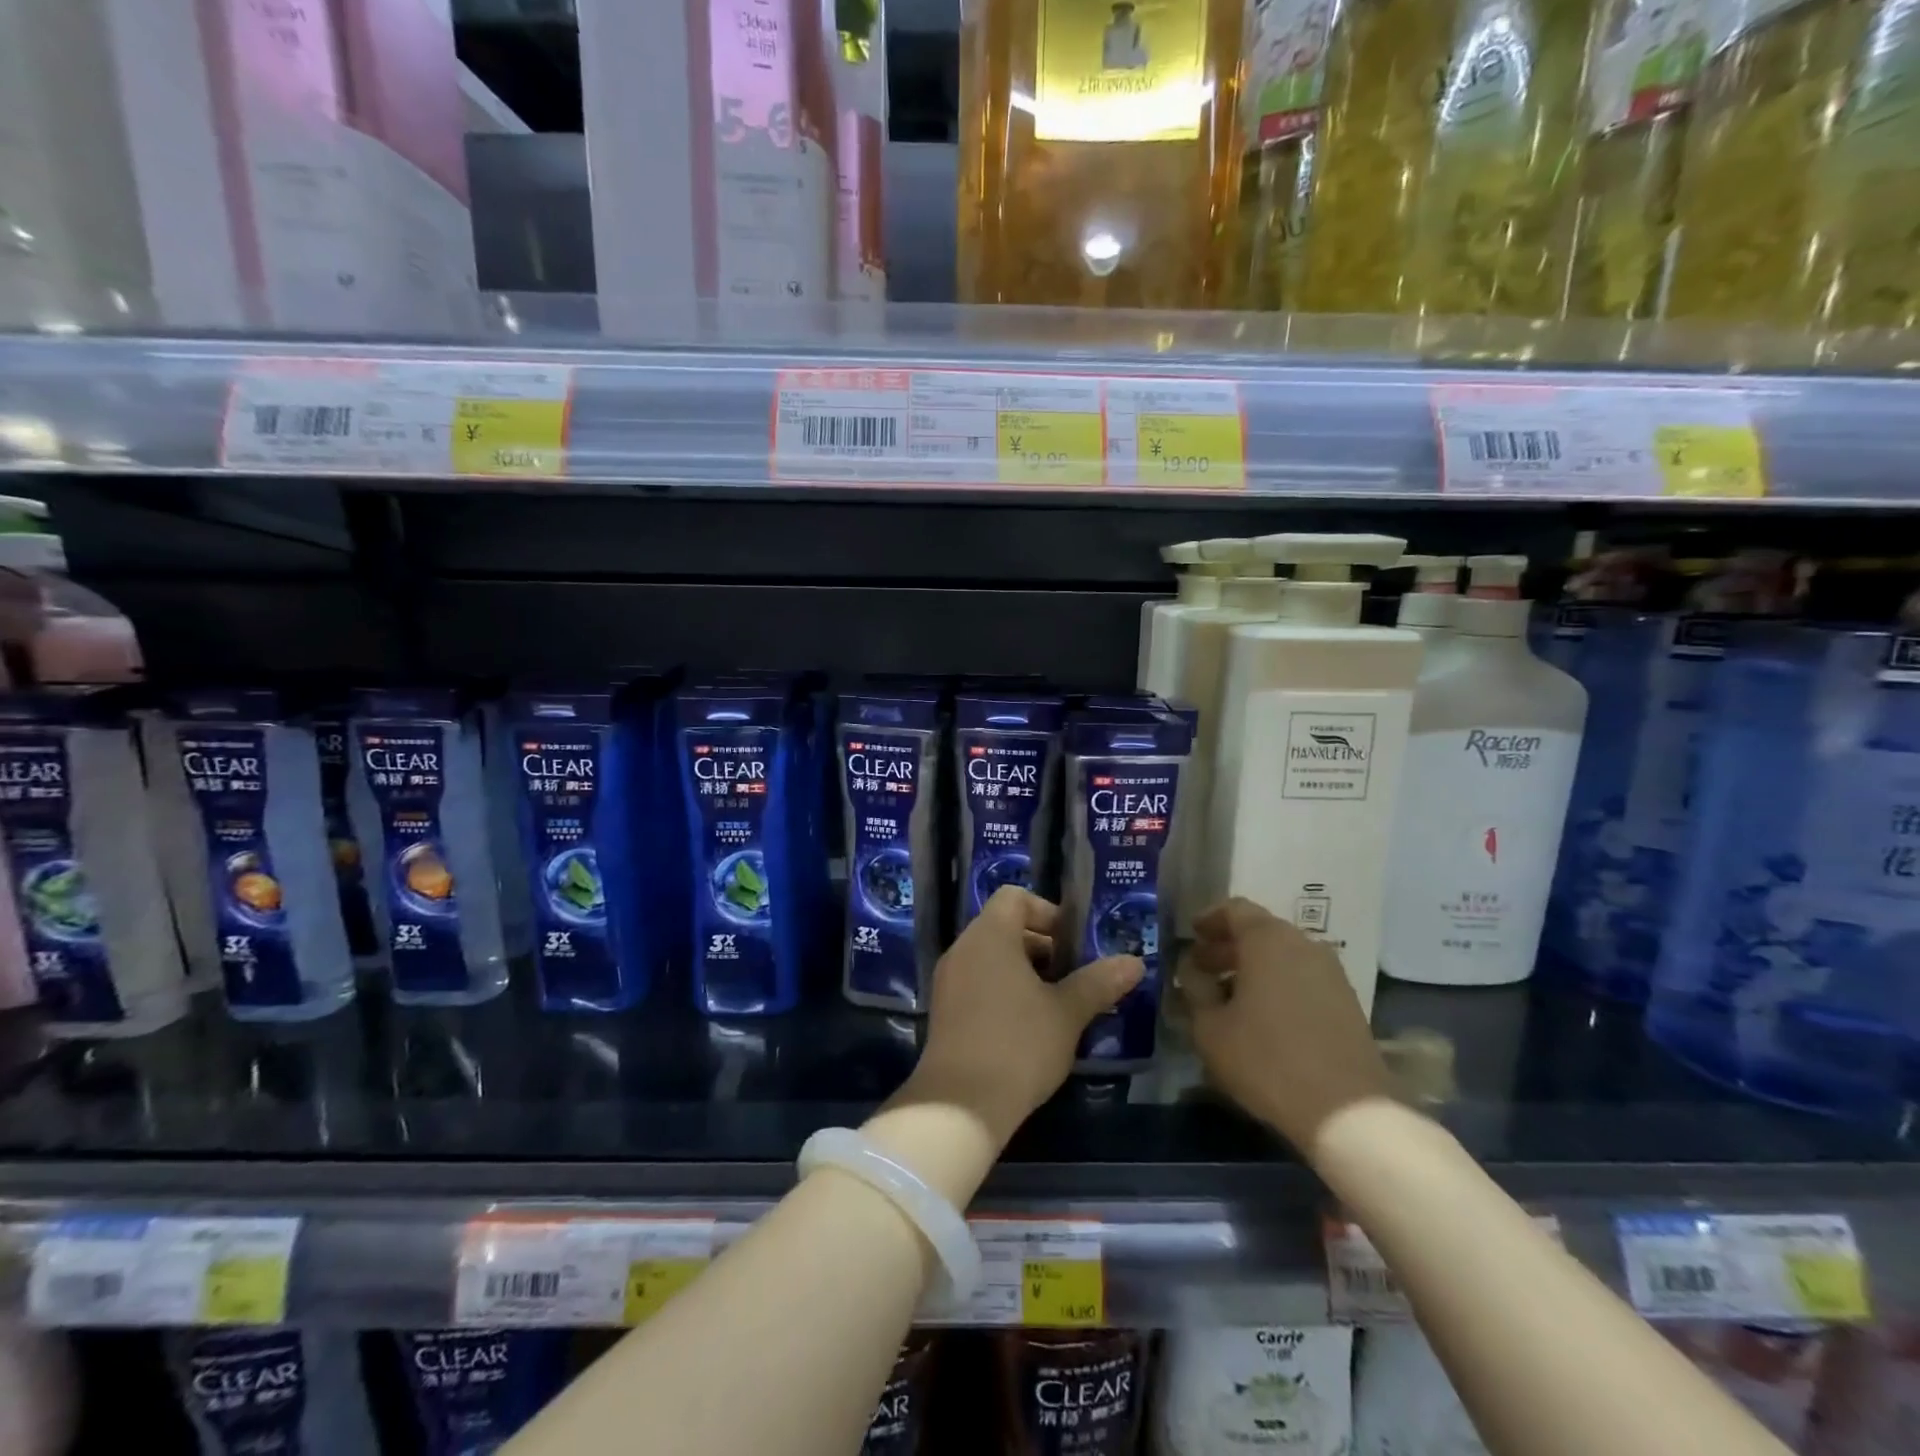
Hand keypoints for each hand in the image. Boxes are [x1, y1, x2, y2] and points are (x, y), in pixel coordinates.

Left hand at [908, 887, 1142, 1145]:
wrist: (959, 1105)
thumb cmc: (1018, 1045)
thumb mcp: (1067, 1013)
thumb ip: (1099, 982)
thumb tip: (1134, 962)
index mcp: (990, 935)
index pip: (1015, 897)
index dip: (1048, 912)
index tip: (1074, 945)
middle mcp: (963, 948)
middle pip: (1004, 926)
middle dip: (1042, 946)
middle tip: (1074, 977)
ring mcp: (948, 980)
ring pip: (991, 957)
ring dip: (1024, 971)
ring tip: (1056, 1006)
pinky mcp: (943, 1010)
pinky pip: (976, 982)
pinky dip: (1002, 991)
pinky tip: (1027, 1028)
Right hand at [1182, 898, 1391, 1155]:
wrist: (1346, 1111)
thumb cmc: (1266, 1059)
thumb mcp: (1210, 1026)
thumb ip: (1195, 988)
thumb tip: (1192, 970)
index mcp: (1268, 939)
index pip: (1234, 909)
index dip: (1208, 920)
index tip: (1190, 936)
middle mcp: (1303, 945)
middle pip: (1260, 931)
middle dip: (1228, 946)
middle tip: (1202, 968)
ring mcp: (1331, 973)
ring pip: (1283, 955)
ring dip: (1253, 967)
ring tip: (1228, 994)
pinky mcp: (1347, 1002)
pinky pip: (1302, 977)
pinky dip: (1277, 983)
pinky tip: (1261, 1015)